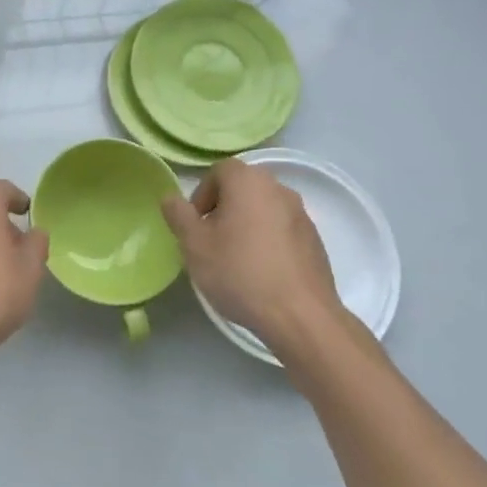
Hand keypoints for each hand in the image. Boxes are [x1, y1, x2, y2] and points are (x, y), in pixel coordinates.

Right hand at [162, 159, 353, 366]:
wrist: (300, 316)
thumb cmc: (239, 272)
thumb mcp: (193, 244)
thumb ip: (178, 215)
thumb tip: (170, 198)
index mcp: (249, 182)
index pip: (219, 171)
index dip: (202, 194)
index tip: (195, 224)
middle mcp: (279, 190)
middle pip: (243, 188)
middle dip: (223, 208)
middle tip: (210, 240)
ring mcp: (302, 215)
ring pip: (263, 209)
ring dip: (246, 224)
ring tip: (235, 258)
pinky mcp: (315, 241)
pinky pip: (282, 230)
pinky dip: (267, 241)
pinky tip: (260, 271)